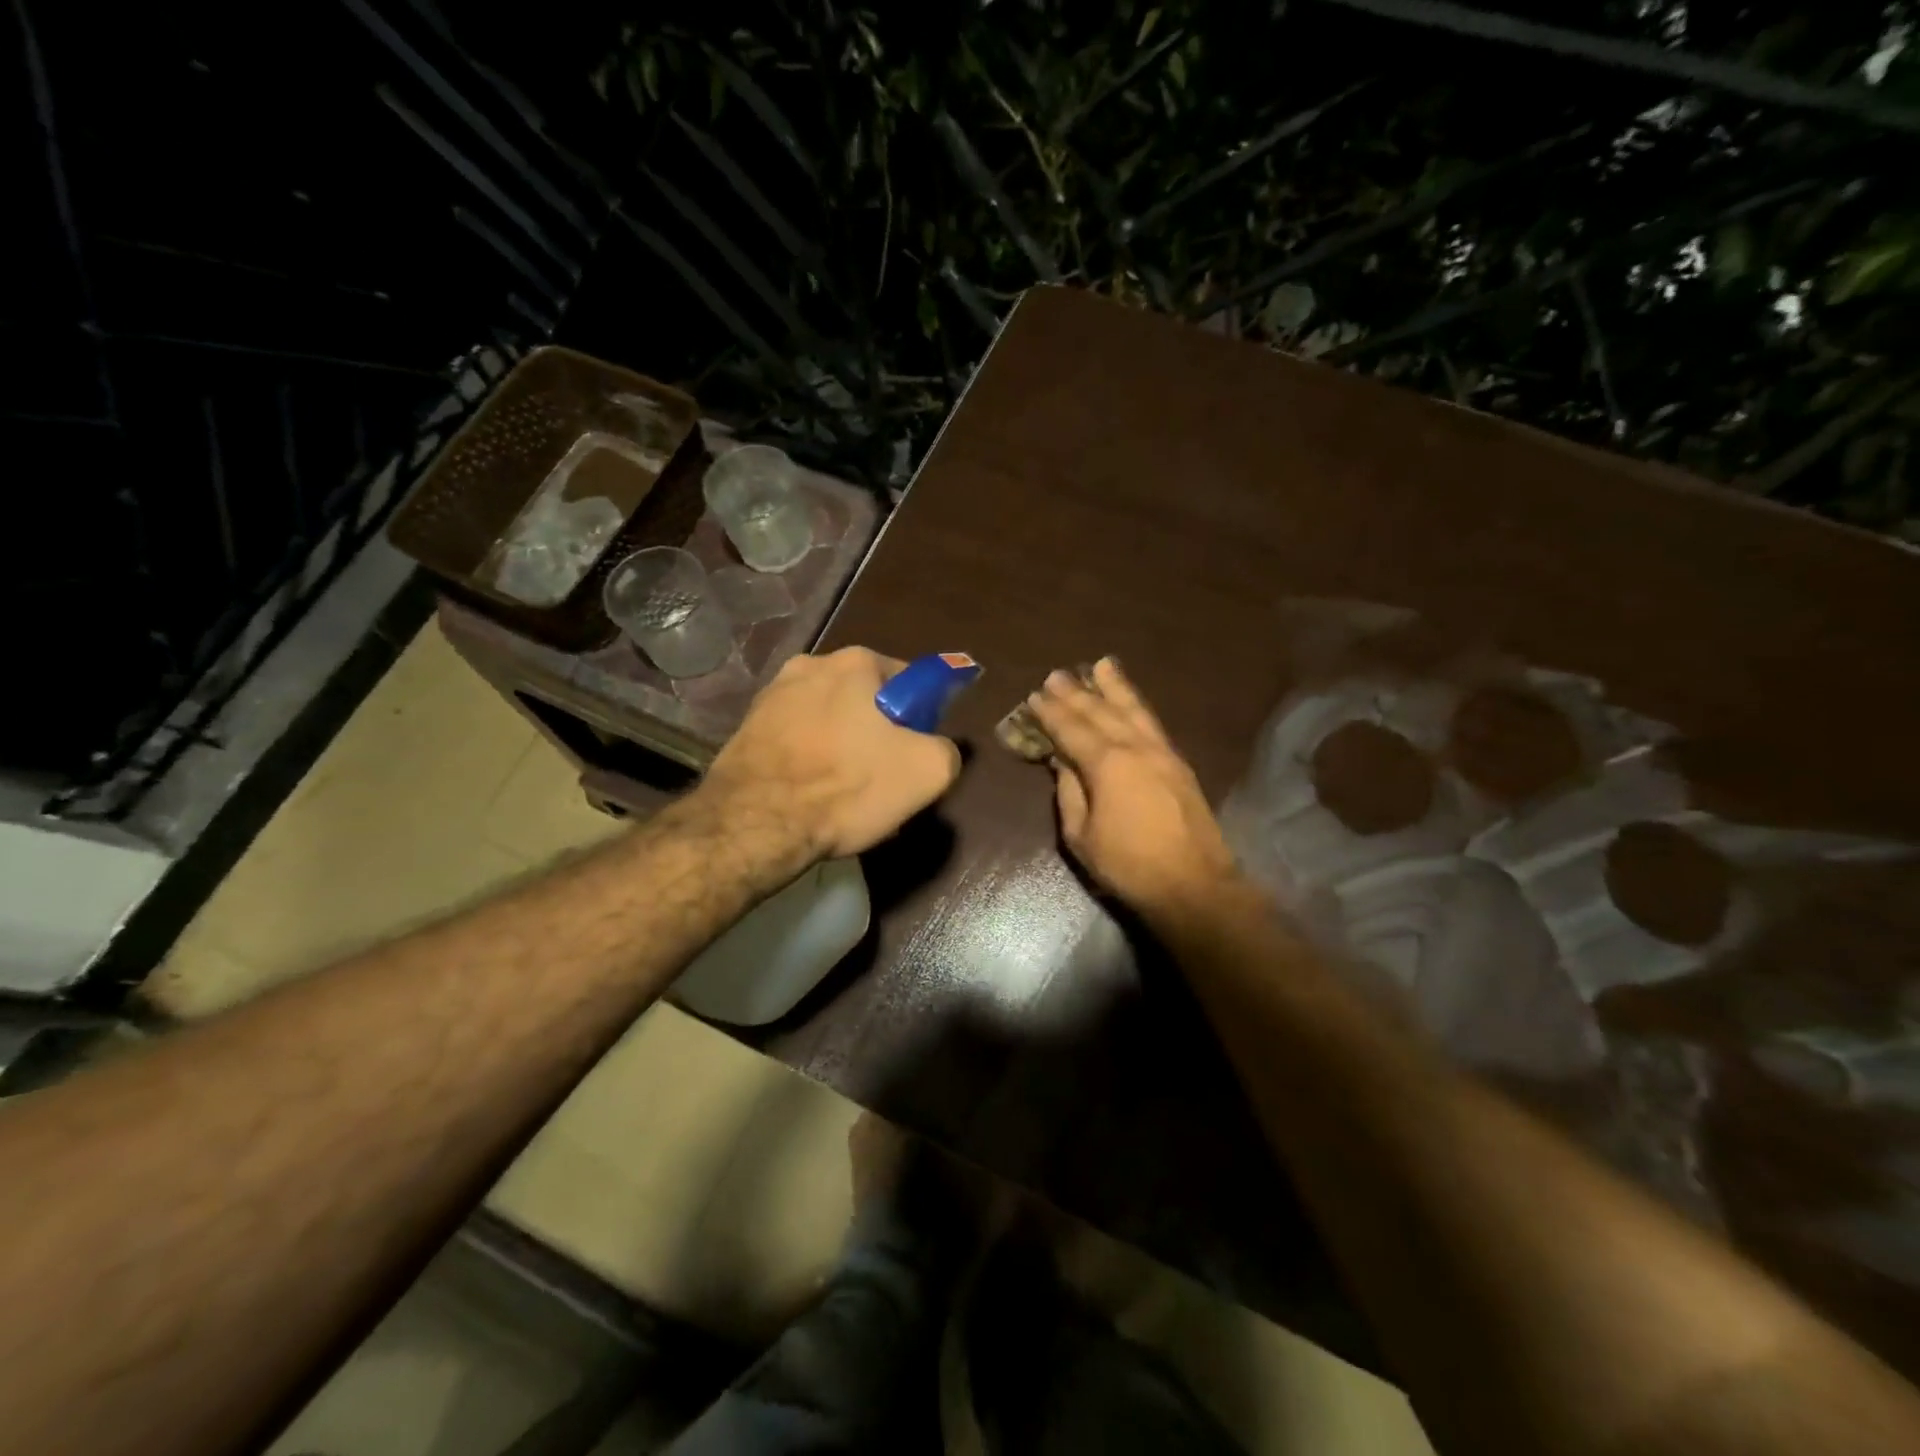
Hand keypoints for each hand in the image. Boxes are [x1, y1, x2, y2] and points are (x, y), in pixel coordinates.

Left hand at [702, 647, 962, 861]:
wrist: (756, 823)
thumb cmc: (847, 786)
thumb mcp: (928, 771)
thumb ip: (946, 749)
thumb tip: (935, 749)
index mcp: (856, 662)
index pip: (909, 682)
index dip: (919, 720)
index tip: (913, 754)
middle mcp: (810, 665)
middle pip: (865, 702)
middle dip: (877, 735)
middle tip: (882, 781)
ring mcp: (772, 695)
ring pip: (829, 723)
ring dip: (842, 750)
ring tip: (844, 797)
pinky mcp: (746, 728)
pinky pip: (796, 742)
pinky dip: (809, 763)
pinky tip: (812, 798)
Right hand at [1029, 658, 1238, 915]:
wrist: (1194, 885)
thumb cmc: (1128, 865)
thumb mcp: (1081, 836)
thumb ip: (1069, 793)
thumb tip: (1062, 763)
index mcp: (1107, 764)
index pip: (1072, 730)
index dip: (1051, 713)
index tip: (1034, 696)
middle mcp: (1135, 748)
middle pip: (1101, 712)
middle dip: (1076, 693)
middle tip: (1056, 675)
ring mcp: (1162, 753)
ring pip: (1133, 710)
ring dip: (1114, 687)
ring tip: (1100, 665)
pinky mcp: (1179, 764)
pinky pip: (1152, 723)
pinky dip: (1138, 706)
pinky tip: (1131, 701)